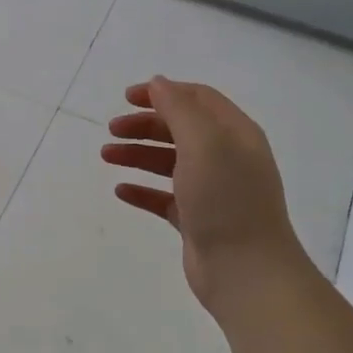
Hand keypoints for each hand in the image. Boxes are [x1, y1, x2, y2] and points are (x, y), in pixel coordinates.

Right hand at [102, 76, 307, 316]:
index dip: (163, 92)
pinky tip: (121, 190)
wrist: (245, 270)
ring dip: (138, 154)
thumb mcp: (204, 143)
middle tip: (111, 130)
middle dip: (144, 125)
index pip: (198, 99)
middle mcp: (226, 158)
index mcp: (235, 134)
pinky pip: (164, 198)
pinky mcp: (196, 220)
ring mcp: (212, 191)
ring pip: (169, 162)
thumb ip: (179, 109)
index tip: (126, 97)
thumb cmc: (226, 199)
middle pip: (180, 129)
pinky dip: (142, 190)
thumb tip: (158, 83)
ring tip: (107, 156)